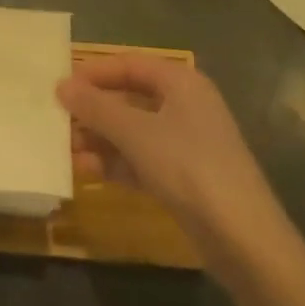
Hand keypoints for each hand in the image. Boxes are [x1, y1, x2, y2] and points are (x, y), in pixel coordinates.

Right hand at [58, 55, 303, 278]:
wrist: (245, 241)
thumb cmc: (189, 168)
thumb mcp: (136, 133)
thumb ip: (96, 107)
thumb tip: (61, 85)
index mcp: (181, 82)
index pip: (129, 65)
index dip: (93, 73)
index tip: (60, 87)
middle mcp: (185, 105)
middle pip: (129, 97)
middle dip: (94, 110)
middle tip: (59, 121)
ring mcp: (187, 143)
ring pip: (133, 131)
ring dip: (101, 138)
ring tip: (67, 150)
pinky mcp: (185, 177)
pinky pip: (142, 159)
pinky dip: (117, 162)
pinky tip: (89, 172)